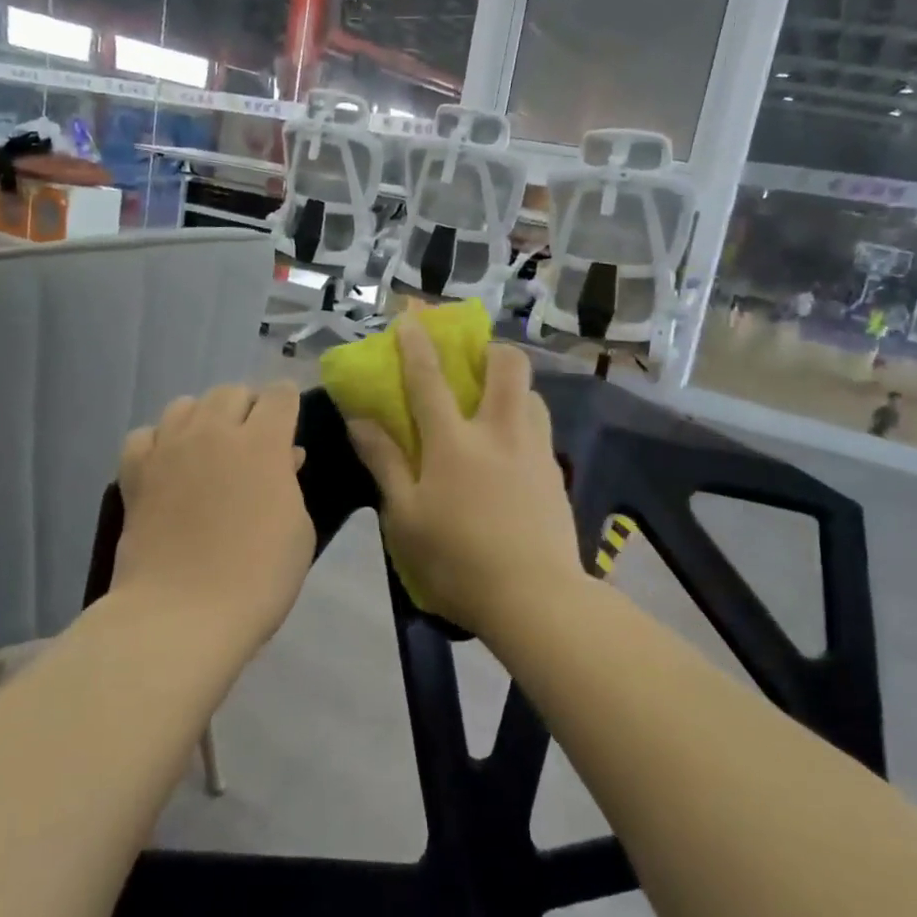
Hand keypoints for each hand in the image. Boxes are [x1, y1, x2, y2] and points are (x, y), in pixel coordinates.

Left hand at [111, 382, 313, 647]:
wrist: (182, 614)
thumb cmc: (258, 578)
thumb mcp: (298, 530)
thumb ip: (289, 483)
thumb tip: (283, 458)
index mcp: (263, 442)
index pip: (280, 395)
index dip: (289, 404)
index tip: (290, 425)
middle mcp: (214, 432)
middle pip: (230, 391)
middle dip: (247, 408)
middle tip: (252, 443)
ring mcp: (169, 449)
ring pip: (185, 405)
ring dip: (202, 419)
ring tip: (208, 450)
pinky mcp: (135, 473)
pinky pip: (144, 435)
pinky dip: (159, 442)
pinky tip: (167, 466)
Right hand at [345, 319, 588, 636]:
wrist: (535, 598)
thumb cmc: (457, 561)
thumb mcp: (404, 517)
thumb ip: (384, 463)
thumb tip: (360, 420)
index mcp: (454, 442)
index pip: (429, 379)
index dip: (416, 344)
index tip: (410, 318)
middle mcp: (499, 432)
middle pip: (507, 367)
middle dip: (491, 349)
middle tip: (474, 361)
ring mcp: (535, 450)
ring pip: (532, 394)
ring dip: (513, 387)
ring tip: (494, 407)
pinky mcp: (556, 473)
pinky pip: (542, 428)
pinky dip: (525, 421)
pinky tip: (513, 452)